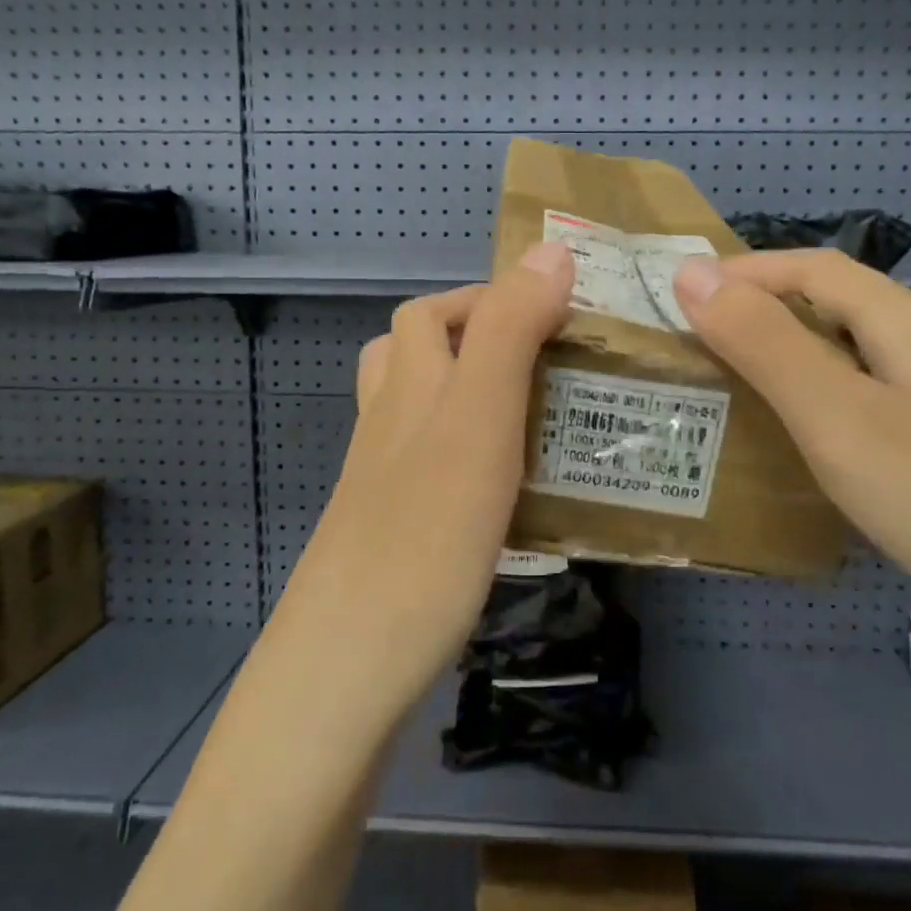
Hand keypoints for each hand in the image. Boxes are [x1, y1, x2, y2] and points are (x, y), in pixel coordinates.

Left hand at [270, 242, 574, 722]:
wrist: (351, 660)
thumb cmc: (426, 528)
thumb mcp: (480, 415)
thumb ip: (512, 330)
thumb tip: (550, 250)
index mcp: (409, 384)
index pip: (435, 311)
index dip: (490, 297)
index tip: (558, 314)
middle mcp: (389, 421)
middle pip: (416, 356)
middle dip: (478, 342)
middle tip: (549, 364)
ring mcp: (385, 479)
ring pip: (422, 413)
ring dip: (473, 397)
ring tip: (536, 415)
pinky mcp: (396, 529)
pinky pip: (435, 470)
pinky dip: (471, 459)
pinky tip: (512, 491)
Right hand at [671, 250, 910, 663]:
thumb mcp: (840, 423)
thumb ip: (764, 345)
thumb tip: (691, 272)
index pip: (817, 268)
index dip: (747, 271)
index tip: (682, 294)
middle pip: (853, 311)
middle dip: (777, 318)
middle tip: (712, 355)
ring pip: (884, 365)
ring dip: (818, 368)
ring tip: (765, 405)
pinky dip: (857, 414)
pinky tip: (850, 463)